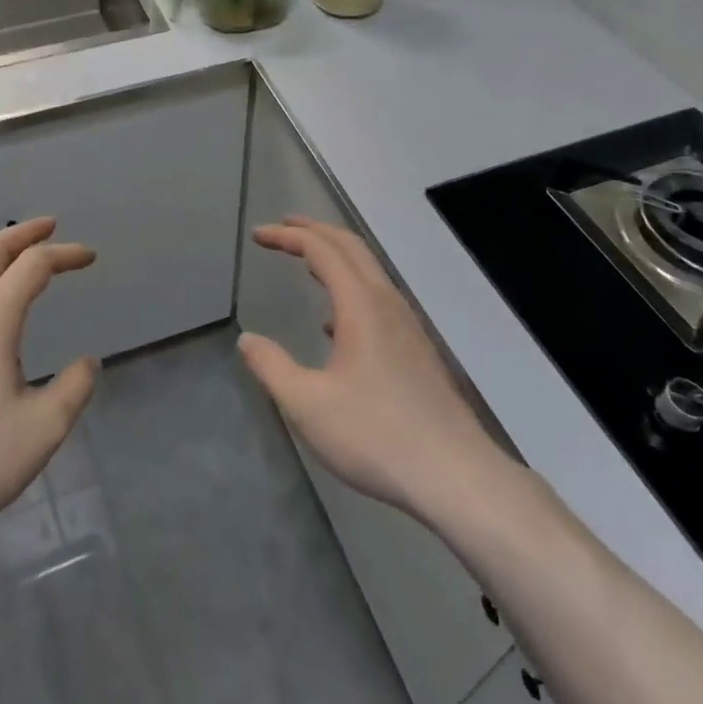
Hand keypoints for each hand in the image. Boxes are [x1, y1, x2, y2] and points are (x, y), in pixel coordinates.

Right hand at [239, 217, 502, 519]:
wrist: (456, 476)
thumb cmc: (376, 435)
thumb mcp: (308, 405)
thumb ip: (272, 368)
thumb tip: (247, 340)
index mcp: (361, 305)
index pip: (321, 250)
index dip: (288, 237)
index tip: (258, 235)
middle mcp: (387, 304)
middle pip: (351, 248)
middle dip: (315, 231)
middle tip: (284, 227)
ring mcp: (408, 326)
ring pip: (369, 272)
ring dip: (336, 257)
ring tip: (307, 263)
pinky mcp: (418, 350)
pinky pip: (379, 298)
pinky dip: (352, 288)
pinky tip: (337, 326)